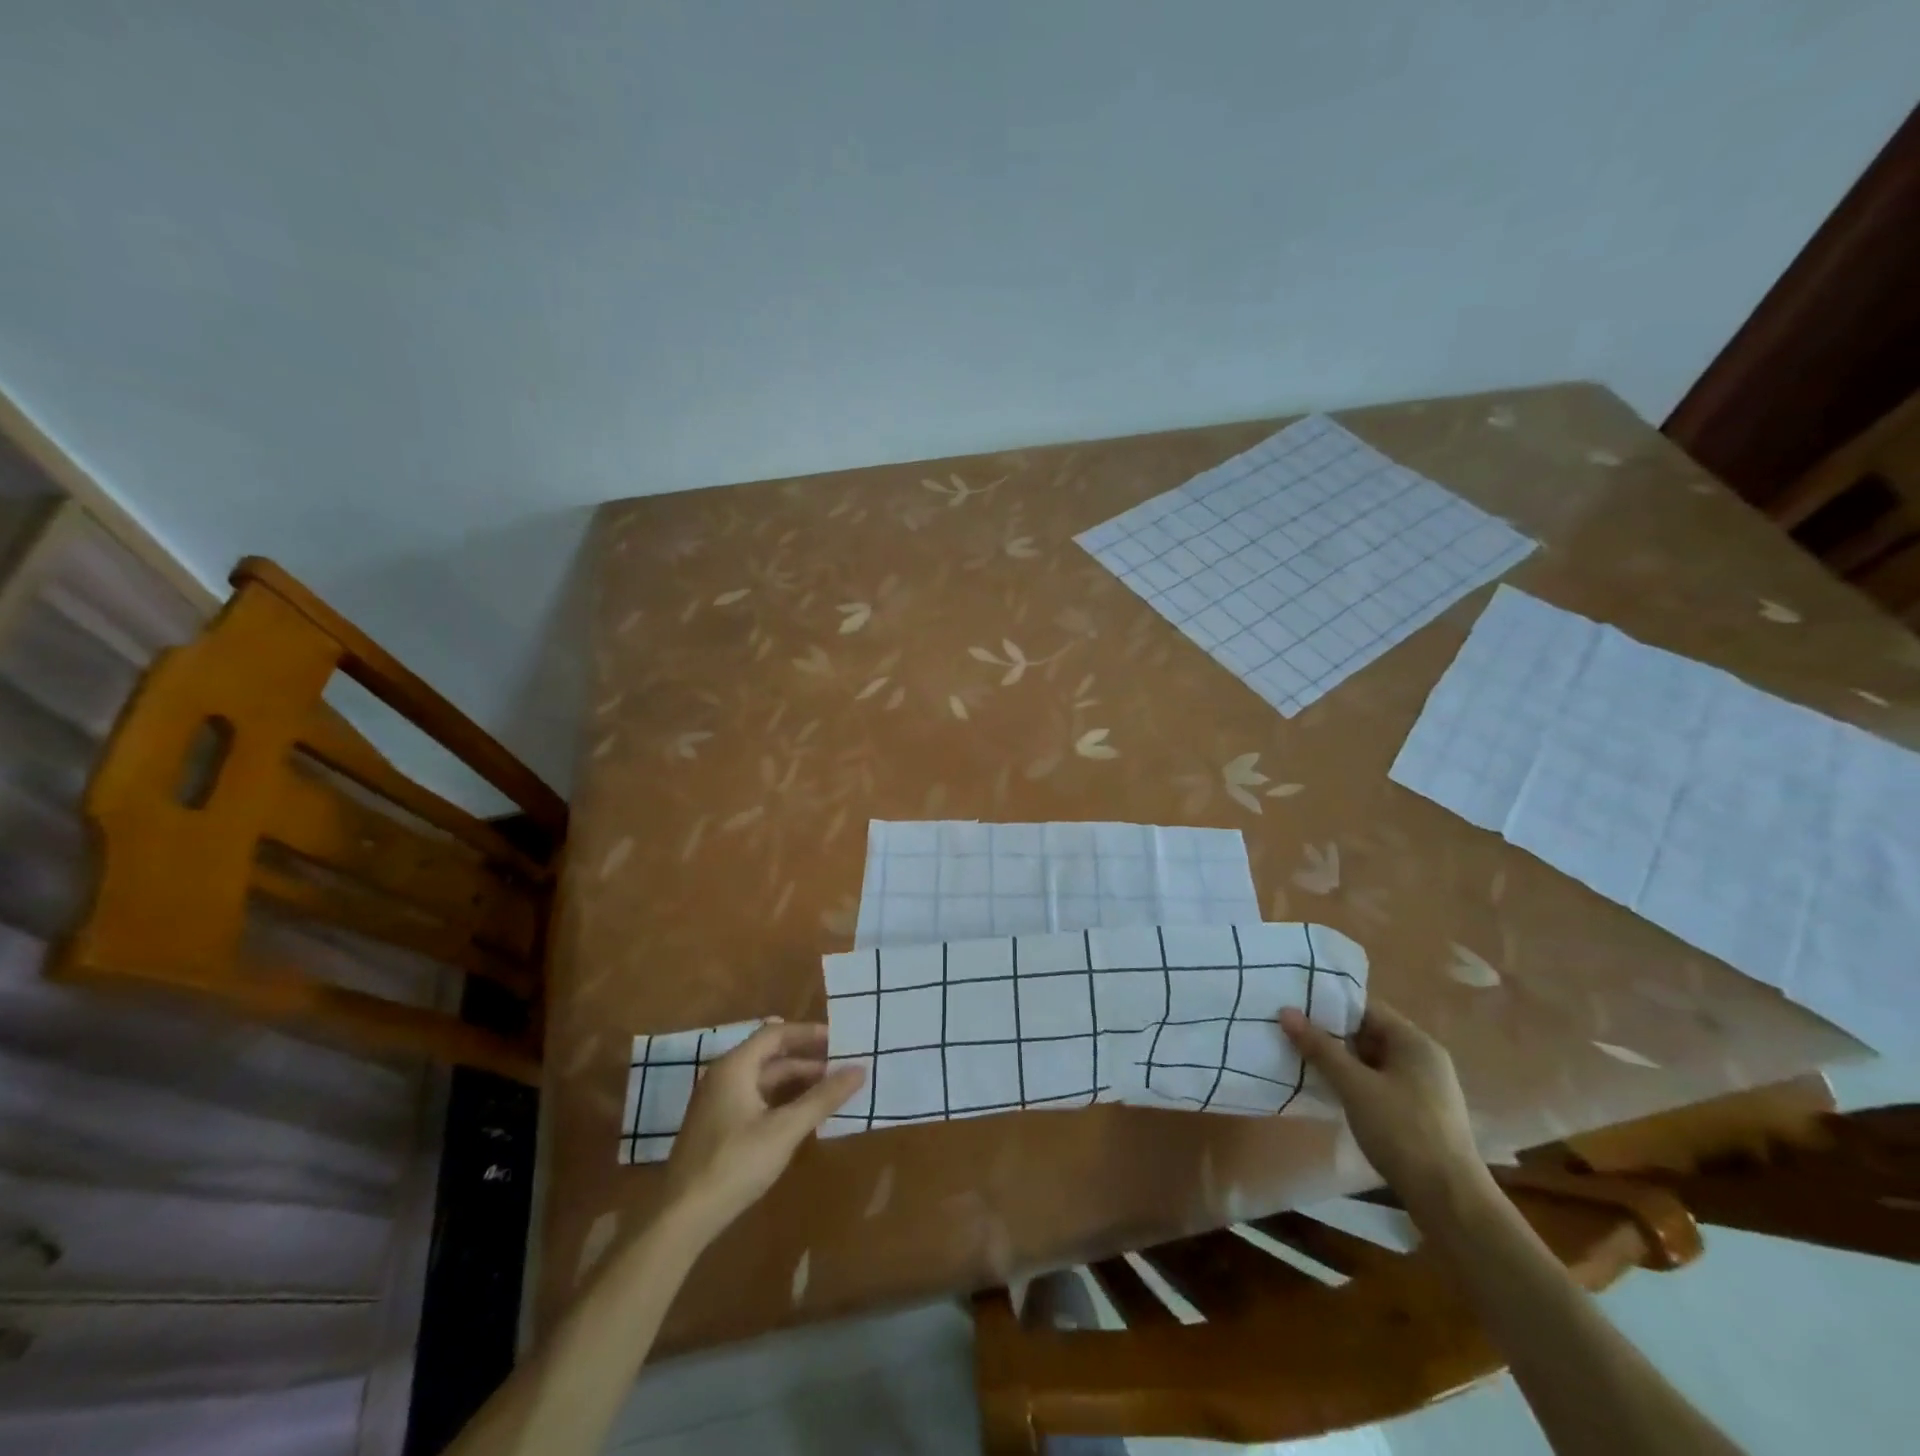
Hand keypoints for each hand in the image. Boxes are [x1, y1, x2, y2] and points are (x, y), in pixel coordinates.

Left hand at [662, 1021, 865, 1234]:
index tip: (840, 1040)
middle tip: (842, 1067)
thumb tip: (860, 1069)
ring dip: (796, 1082)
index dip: (809, 1034)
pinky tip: (803, 1116)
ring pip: (764, 1080)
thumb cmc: (734, 1164)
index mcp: (735, 1066)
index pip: (776, 1034)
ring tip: (831, 1091)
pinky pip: (756, 1100)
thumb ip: (823, 1098)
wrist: (681, 1219)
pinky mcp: (718, 1127)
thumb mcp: (785, 1130)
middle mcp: (724, 1076)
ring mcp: (718, 1103)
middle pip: (770, 1056)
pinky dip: (782, 1101)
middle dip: (807, 1060)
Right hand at [1278, 999, 1483, 1208]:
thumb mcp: (1355, 1086)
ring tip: (1301, 1058)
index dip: (1330, 1005)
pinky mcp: (1419, 1113)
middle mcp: (1423, 1058)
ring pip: (1372, 1061)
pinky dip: (1355, 1082)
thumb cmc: (1402, 1131)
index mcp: (1415, 1042)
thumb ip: (1320, 1047)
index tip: (1296, 1007)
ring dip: (1341, 1061)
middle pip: (1369, 1033)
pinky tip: (1329, 1090)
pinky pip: (1379, 1083)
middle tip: (1291, 1032)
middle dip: (1331, 1034)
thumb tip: (1286, 1011)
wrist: (1450, 1200)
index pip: (1366, 1008)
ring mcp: (1424, 1087)